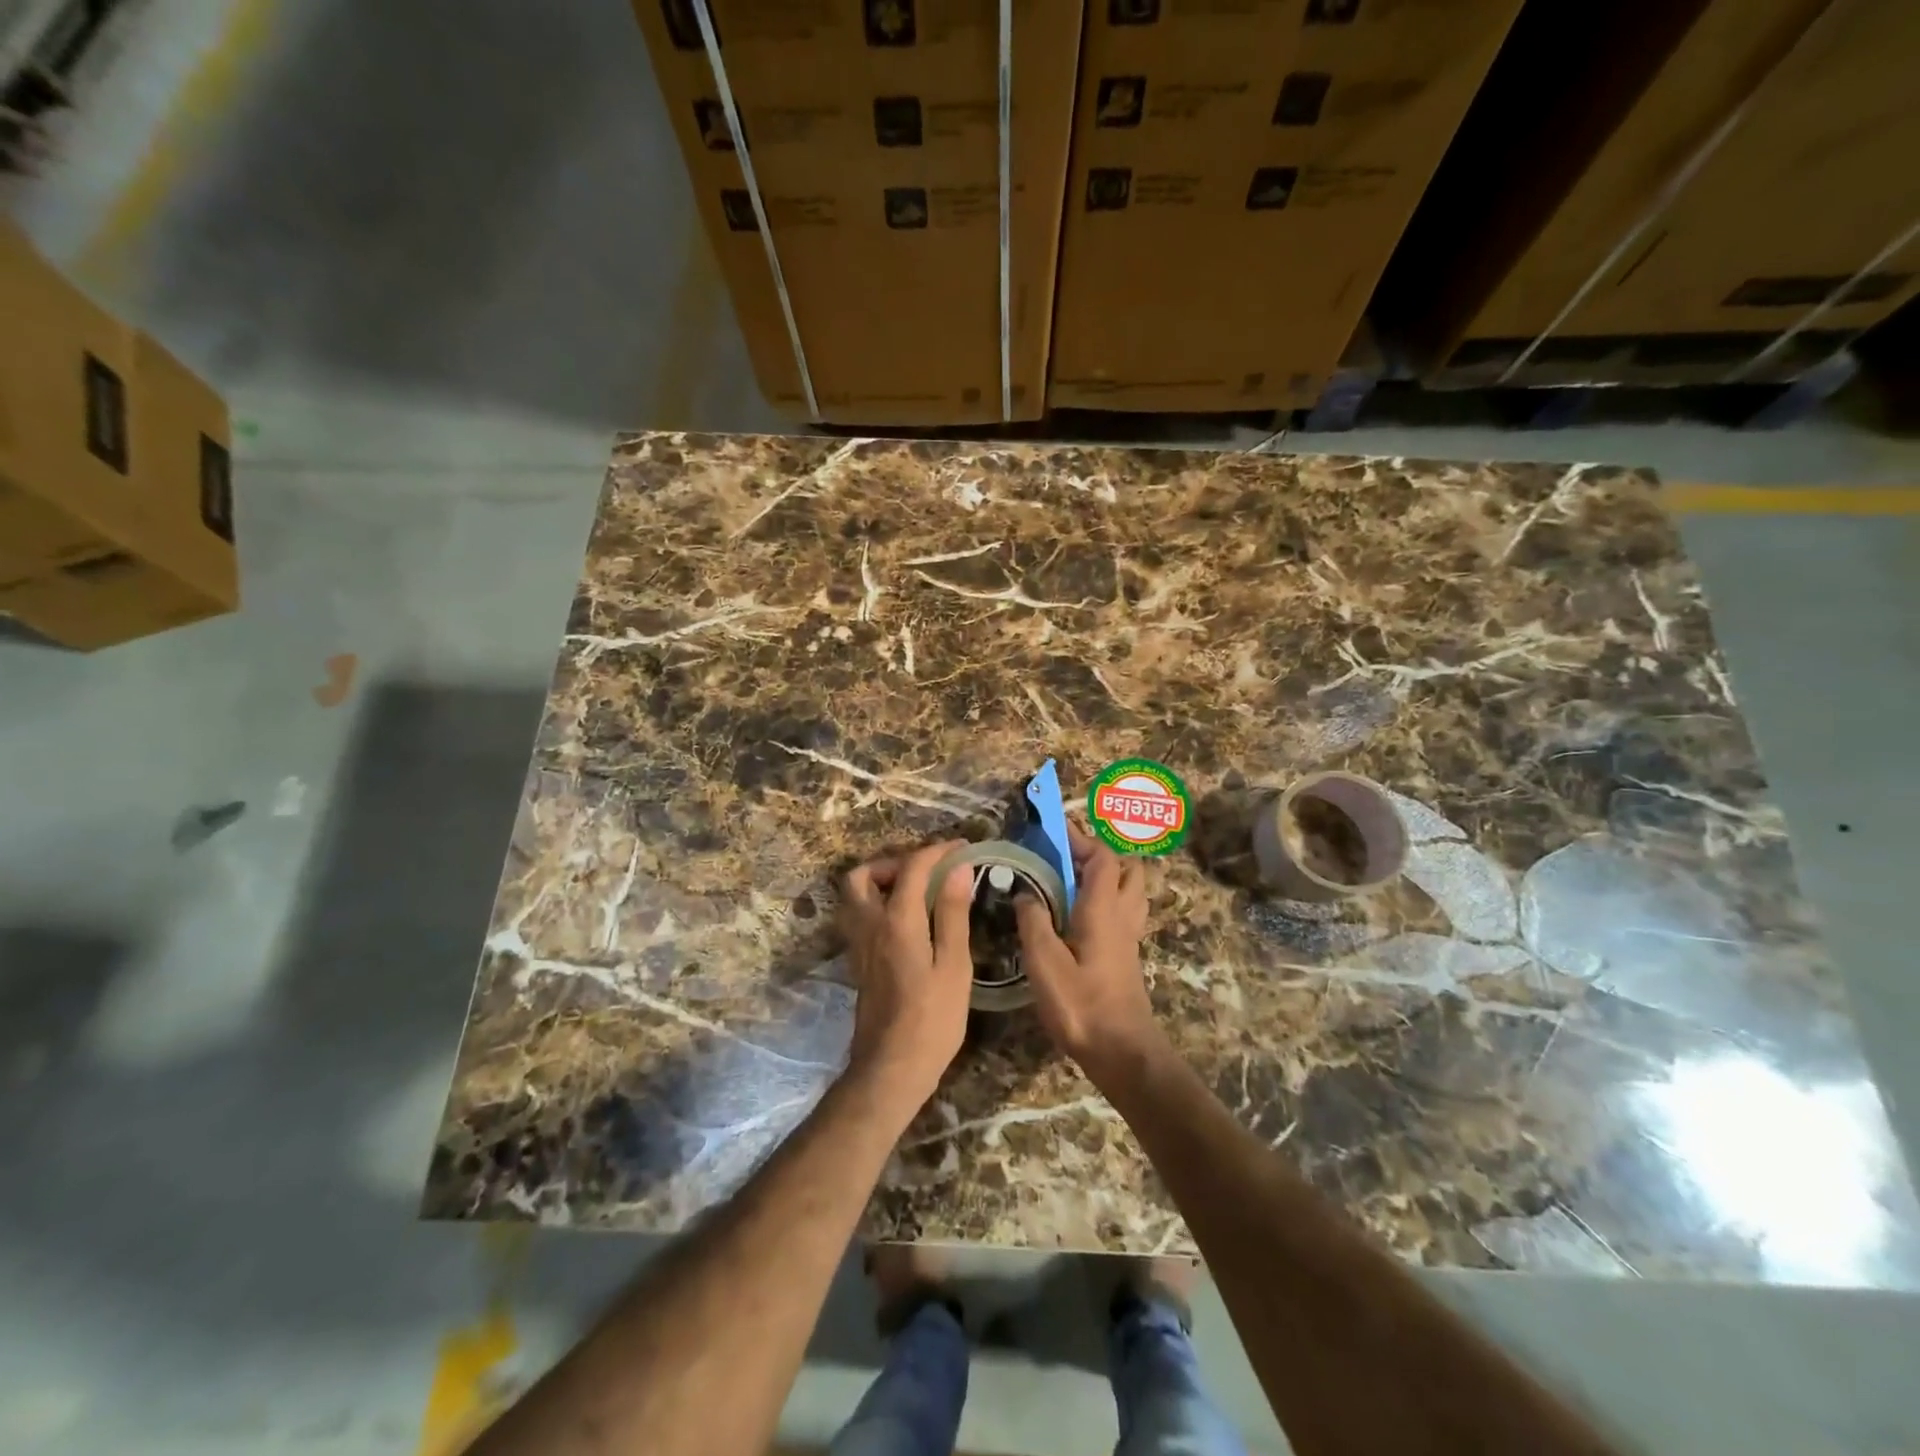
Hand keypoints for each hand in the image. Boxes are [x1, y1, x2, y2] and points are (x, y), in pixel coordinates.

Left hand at [840, 840, 973, 1113]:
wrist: (890, 1069)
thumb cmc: (932, 1020)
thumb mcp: (954, 966)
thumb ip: (952, 913)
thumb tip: (957, 869)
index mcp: (897, 920)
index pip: (912, 867)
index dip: (937, 851)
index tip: (962, 847)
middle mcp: (869, 925)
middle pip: (863, 874)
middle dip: (894, 862)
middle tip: (926, 871)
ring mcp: (858, 945)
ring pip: (855, 896)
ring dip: (881, 882)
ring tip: (917, 892)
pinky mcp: (858, 962)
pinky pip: (859, 916)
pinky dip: (878, 903)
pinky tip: (909, 920)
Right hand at [1013, 825, 1164, 1086]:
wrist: (1122, 1053)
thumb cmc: (1081, 1005)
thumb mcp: (1045, 962)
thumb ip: (1033, 921)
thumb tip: (1024, 893)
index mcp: (1103, 909)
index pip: (1102, 857)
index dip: (1080, 838)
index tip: (1053, 830)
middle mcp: (1122, 916)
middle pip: (1126, 868)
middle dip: (1099, 853)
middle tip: (1066, 857)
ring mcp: (1129, 937)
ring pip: (1129, 890)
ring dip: (1107, 876)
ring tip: (1071, 881)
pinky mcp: (1126, 956)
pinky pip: (1123, 911)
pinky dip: (1106, 900)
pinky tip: (1078, 916)